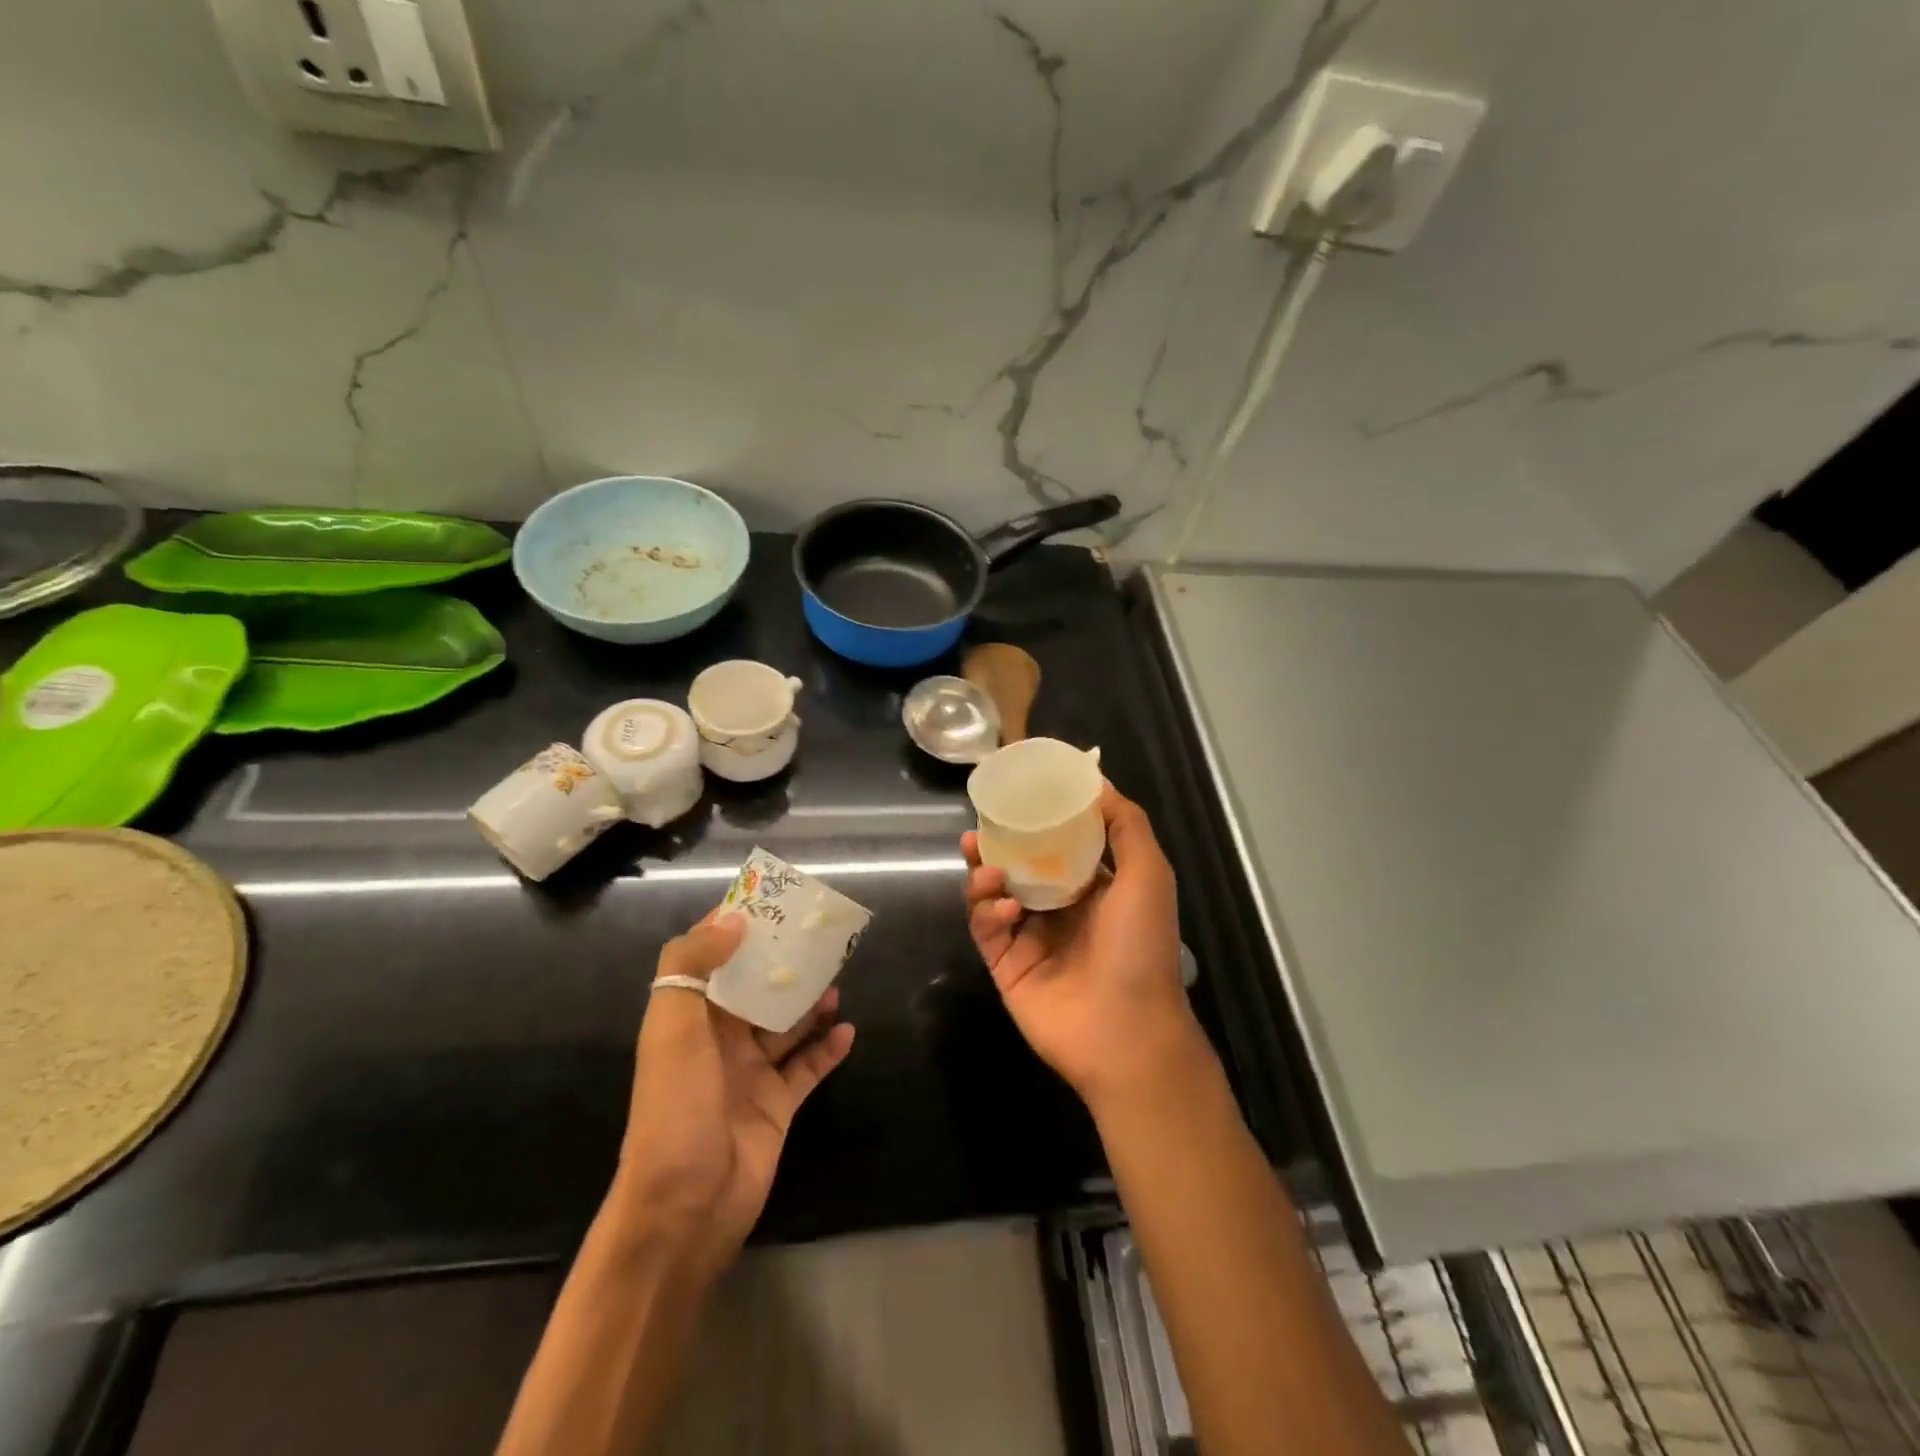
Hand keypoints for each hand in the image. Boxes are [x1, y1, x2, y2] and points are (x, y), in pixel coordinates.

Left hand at [612, 912, 854, 1277]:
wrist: (684, 1209)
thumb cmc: (675, 1109)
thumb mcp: (671, 1030)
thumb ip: (692, 967)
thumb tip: (732, 920)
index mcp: (688, 1019)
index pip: (709, 959)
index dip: (733, 928)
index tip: (768, 900)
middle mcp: (718, 1041)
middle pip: (755, 989)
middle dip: (782, 963)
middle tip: (819, 938)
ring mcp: (750, 1074)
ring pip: (786, 1025)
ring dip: (809, 1002)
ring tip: (838, 979)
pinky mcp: (777, 1106)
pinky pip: (807, 1068)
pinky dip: (827, 1049)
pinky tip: (849, 1030)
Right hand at [963, 785, 1207, 1114]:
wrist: (1126, 1033)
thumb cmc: (1141, 947)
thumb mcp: (1148, 874)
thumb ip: (1126, 825)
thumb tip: (1097, 781)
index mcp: (1093, 887)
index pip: (1058, 844)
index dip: (1038, 819)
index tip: (1018, 794)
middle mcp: (1059, 909)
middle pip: (1018, 865)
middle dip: (997, 845)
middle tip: (979, 828)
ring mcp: (1030, 938)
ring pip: (993, 894)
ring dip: (985, 874)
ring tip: (986, 865)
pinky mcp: (1006, 965)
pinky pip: (986, 929)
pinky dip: (988, 911)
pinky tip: (1004, 908)